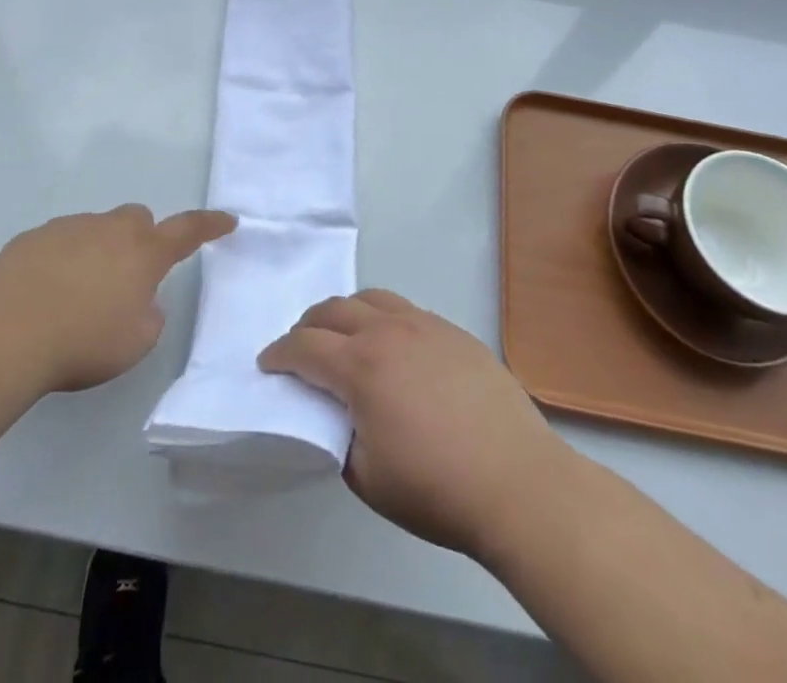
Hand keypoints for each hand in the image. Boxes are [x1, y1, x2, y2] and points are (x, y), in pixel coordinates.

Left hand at [0, 205, 235, 393]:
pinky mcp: (33, 237)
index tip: (227, 219)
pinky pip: (60, 240)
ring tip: (78, 295)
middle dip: (140, 239)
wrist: (5, 334)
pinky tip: (45, 293)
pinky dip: (63, 259)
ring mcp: (69, 228)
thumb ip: (148, 316)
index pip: (187, 230)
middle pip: (137, 219)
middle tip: (129, 276)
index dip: (209, 225)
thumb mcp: (135, 343)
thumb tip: (139, 301)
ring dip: (99, 251)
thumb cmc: (82, 342)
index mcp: (143, 252)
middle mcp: (110, 229)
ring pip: (96, 228)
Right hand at [258, 290, 566, 559]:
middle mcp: (388, 332)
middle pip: (333, 309)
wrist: (518, 481)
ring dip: (345, 312)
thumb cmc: (436, 488)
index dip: (279, 354)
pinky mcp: (453, 331)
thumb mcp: (367, 478)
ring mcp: (425, 325)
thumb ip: (339, 437)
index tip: (268, 364)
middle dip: (307, 325)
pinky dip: (383, 317)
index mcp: (360, 366)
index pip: (304, 346)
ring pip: (371, 298)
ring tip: (343, 336)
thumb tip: (338, 414)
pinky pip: (405, 309)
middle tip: (299, 347)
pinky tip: (392, 346)